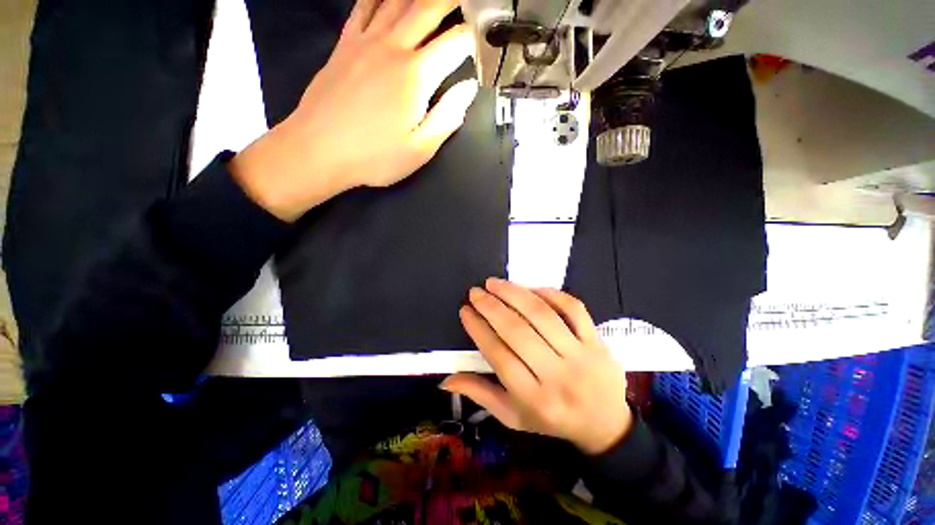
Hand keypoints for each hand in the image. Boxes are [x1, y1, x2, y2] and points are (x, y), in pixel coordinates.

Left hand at [231, 0, 477, 220]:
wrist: (318, 150)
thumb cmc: (374, 157)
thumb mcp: (419, 149)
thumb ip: (447, 117)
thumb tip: (467, 89)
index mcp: (415, 76)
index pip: (454, 44)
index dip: (473, 39)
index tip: (483, 42)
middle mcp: (392, 47)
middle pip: (428, 7)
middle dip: (452, 1)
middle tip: (466, 3)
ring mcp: (365, 41)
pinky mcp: (345, 44)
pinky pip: (364, 6)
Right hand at [442, 279, 632, 454]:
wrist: (605, 425)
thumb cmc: (551, 420)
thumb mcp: (513, 417)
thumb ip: (481, 394)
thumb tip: (445, 380)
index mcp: (534, 399)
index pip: (498, 355)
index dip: (478, 329)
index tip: (465, 310)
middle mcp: (557, 376)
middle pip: (518, 332)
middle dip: (491, 307)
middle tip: (475, 292)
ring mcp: (581, 356)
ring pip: (542, 316)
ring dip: (515, 294)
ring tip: (495, 283)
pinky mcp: (597, 341)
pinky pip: (573, 308)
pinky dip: (550, 293)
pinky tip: (530, 288)